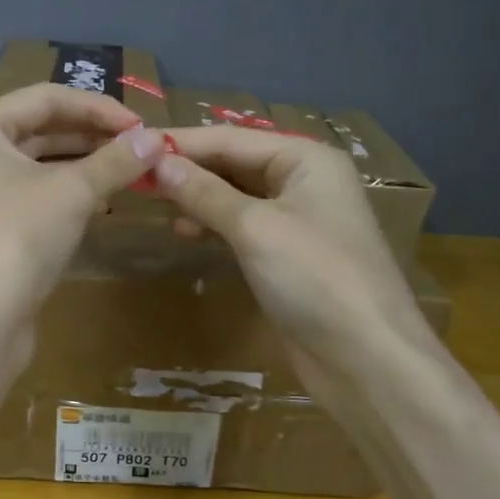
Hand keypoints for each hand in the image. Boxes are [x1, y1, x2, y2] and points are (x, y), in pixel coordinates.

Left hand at [0, 84, 168, 362]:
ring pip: (40, 163)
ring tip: (132, 171)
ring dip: (86, 164)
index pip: (46, 97)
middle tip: (143, 147)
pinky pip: (36, 194)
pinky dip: (70, 192)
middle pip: (42, 127)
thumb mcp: (72, 192)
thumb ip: (116, 160)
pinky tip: (105, 199)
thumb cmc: (15, 239)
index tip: (144, 125)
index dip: (99, 107)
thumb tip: (157, 138)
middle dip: (94, 135)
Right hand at [154, 126, 425, 398]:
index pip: (231, 139)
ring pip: (236, 195)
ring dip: (198, 197)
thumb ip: (204, 192)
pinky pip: (243, 226)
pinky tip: (185, 232)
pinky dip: (214, 225)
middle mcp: (304, 181)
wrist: (366, 359)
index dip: (182, 143)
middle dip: (189, 169)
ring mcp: (298, 219)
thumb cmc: (314, 277)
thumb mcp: (254, 228)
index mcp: (306, 159)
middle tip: (136, 175)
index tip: (133, 144)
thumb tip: (157, 162)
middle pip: (235, 163)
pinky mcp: (289, 255)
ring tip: (155, 202)